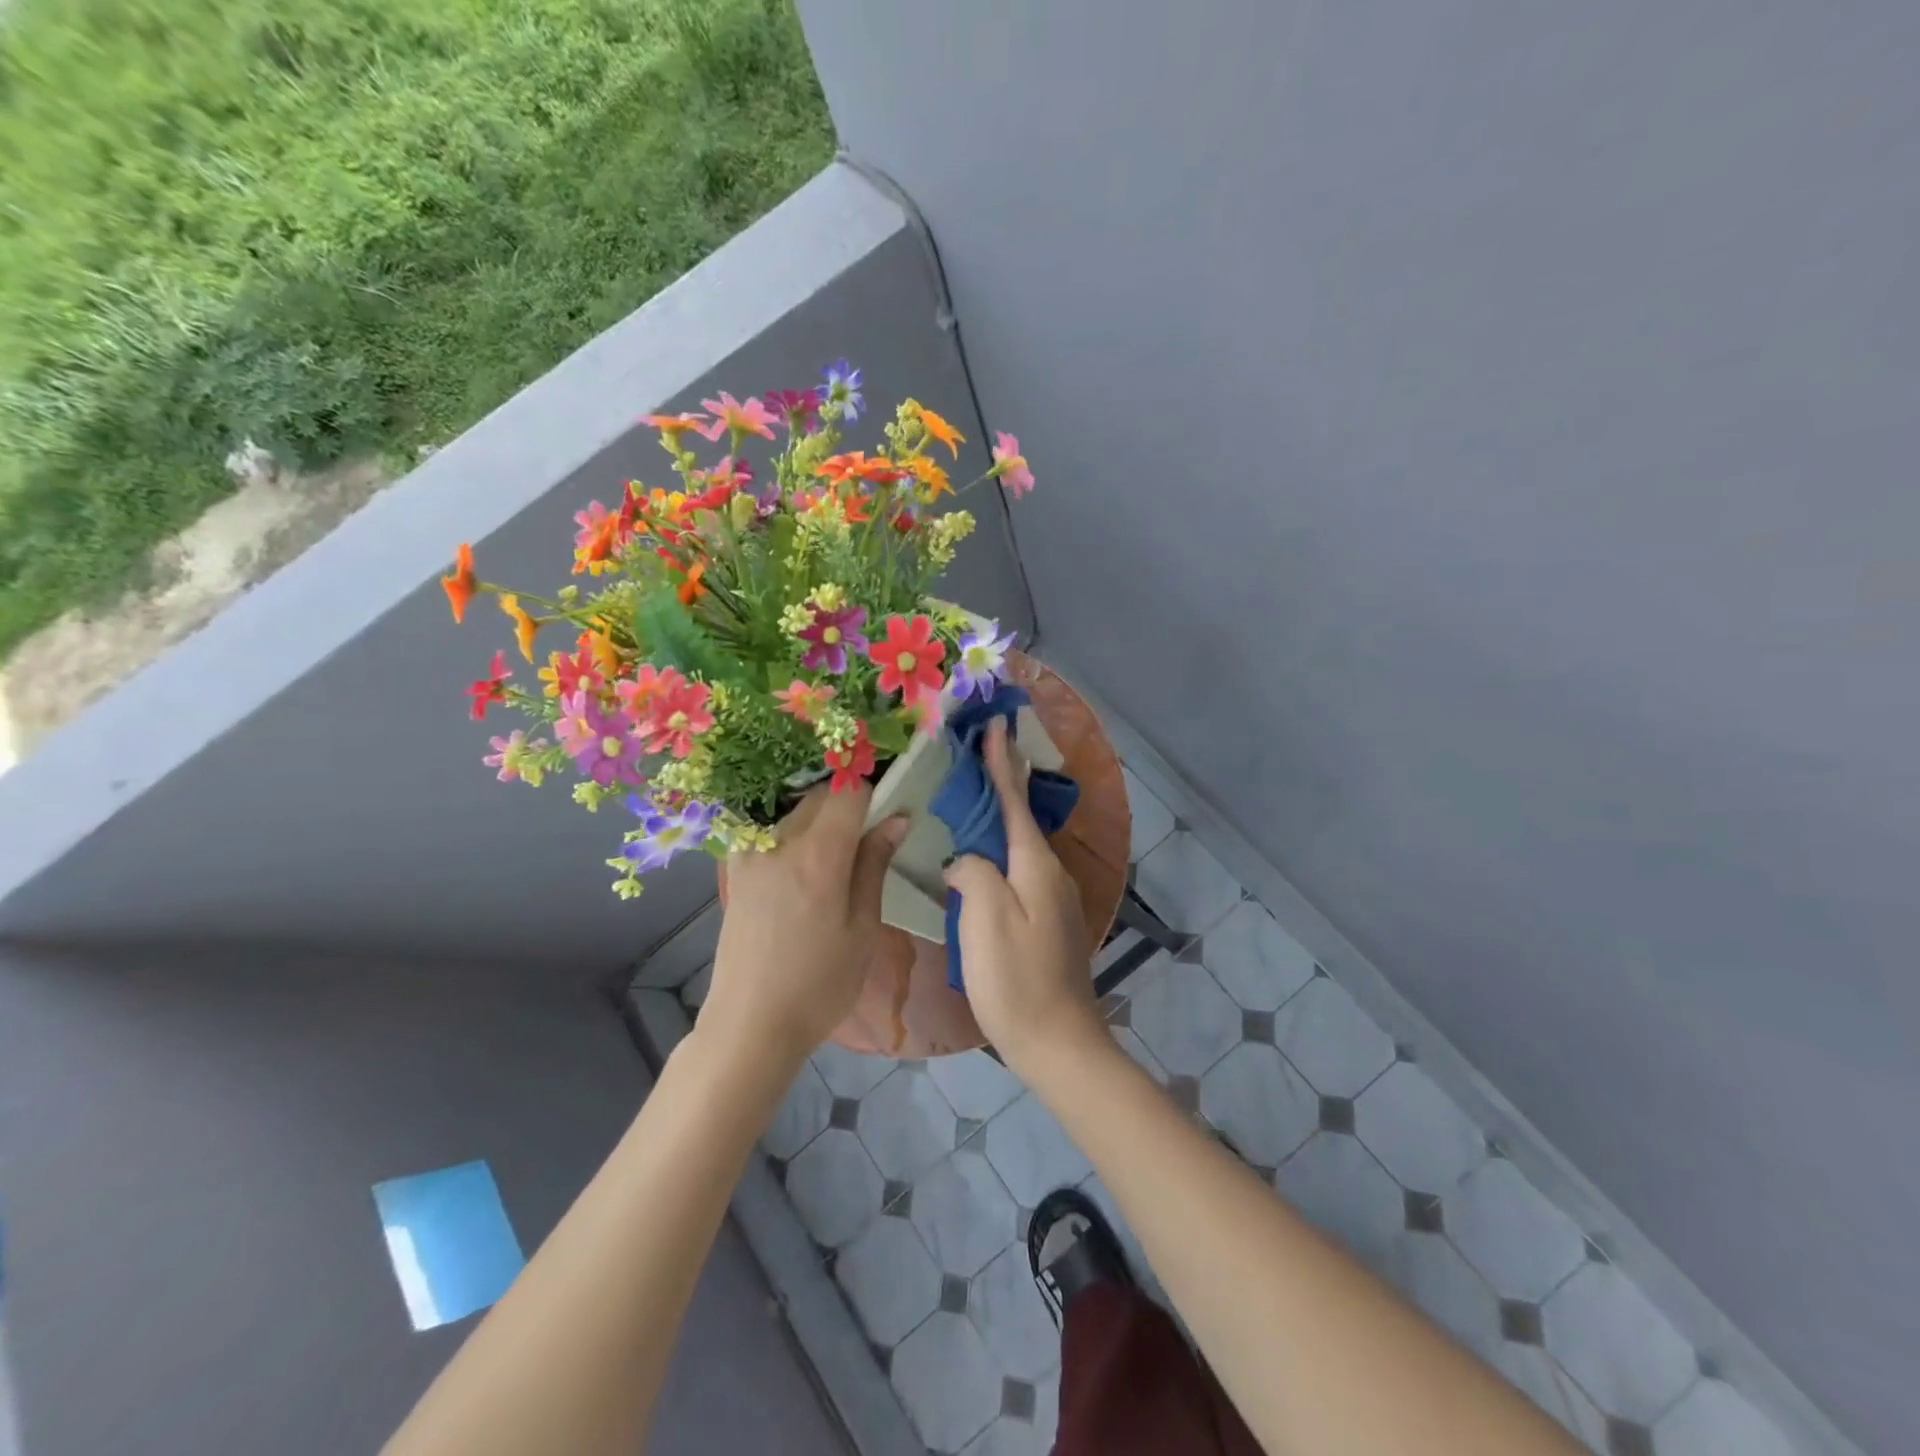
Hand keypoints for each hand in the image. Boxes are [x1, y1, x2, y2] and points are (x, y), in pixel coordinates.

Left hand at [702, 785, 907, 1072]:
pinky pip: (771, 831)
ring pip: (796, 811)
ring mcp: (751, 853)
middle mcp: (780, 842)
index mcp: (818, 856)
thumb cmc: (820, 984)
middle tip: (867, 844)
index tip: (887, 815)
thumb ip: (875, 865)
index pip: (849, 791)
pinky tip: (802, 871)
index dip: (874, 795)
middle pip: (821, 796)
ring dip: (821, 820)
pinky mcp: (736, 869)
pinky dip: (793, 835)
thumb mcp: (863, 928)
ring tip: (835, 864)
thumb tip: (897, 818)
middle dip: (849, 805)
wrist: (750, 1024)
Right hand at [943, 719, 1106, 1077]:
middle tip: (979, 752)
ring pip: (1020, 845)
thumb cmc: (1016, 980)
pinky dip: (1000, 851)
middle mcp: (1050, 873)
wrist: (1057, 1042)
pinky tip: (982, 858)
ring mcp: (1053, 898)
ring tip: (971, 799)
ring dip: (999, 817)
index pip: (1013, 801)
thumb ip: (974, 873)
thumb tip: (966, 860)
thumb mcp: (985, 919)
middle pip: (1021, 818)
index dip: (1001, 763)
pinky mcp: (1047, 920)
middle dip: (1002, 782)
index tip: (995, 726)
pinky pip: (1019, 870)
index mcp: (1034, 866)